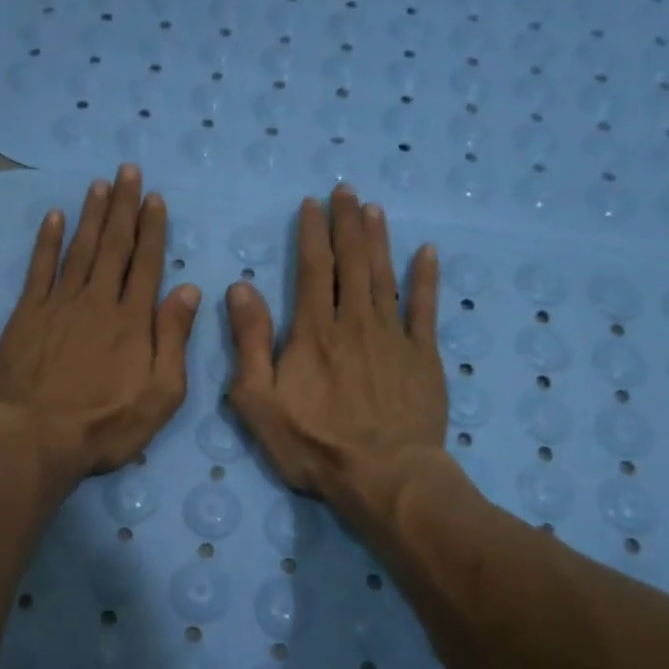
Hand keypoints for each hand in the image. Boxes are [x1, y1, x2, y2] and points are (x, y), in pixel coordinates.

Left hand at [0, 166, 200, 482]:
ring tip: (99, 184)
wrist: (37, 438)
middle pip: (114, 246)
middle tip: (128, 171)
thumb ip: (174, 338)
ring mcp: (59, 304)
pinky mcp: (27, 314)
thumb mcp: (161, 394)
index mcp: (133, 320)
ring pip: (80, 249)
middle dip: (123, 206)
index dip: (152, 228)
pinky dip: (47, 241)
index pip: (146, 263)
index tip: (154, 198)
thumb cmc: (106, 424)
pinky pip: (39, 268)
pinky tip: (53, 217)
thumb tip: (188, 289)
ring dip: (91, 215)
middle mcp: (98, 301)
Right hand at [226, 185, 451, 520]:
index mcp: (314, 331)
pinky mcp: (423, 357)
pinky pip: (426, 308)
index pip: (314, 269)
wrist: (384, 476)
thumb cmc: (313, 444)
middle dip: (347, 224)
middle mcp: (355, 322)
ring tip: (375, 209)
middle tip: (347, 191)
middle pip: (353, 262)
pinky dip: (427, 279)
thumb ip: (249, 342)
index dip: (312, 233)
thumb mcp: (258, 400)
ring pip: (385, 276)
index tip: (312, 204)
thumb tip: (240, 288)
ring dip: (379, 240)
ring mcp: (394, 337)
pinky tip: (428, 253)